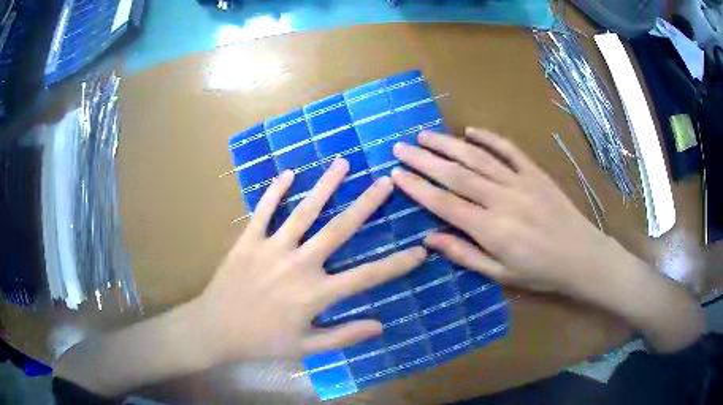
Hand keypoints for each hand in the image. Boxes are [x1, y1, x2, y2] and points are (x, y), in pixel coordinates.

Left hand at [197, 159, 426, 362]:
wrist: (216, 329)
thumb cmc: (262, 341)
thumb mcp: (306, 347)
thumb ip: (343, 336)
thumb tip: (380, 326)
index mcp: (316, 294)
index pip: (367, 276)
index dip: (396, 264)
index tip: (420, 250)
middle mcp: (299, 265)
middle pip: (339, 230)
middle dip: (366, 205)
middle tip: (385, 182)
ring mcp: (272, 248)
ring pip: (303, 212)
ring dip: (325, 186)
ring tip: (342, 163)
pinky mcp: (248, 241)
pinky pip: (263, 211)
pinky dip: (274, 191)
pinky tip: (287, 173)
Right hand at [390, 128, 622, 295]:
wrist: (581, 256)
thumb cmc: (539, 271)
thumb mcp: (500, 274)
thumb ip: (465, 255)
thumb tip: (430, 239)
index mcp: (491, 229)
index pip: (445, 203)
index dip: (418, 187)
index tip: (396, 174)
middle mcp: (502, 199)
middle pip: (456, 174)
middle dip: (424, 159)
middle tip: (401, 147)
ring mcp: (520, 181)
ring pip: (478, 157)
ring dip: (449, 144)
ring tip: (425, 135)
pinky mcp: (535, 173)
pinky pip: (509, 150)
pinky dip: (489, 138)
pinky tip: (470, 131)